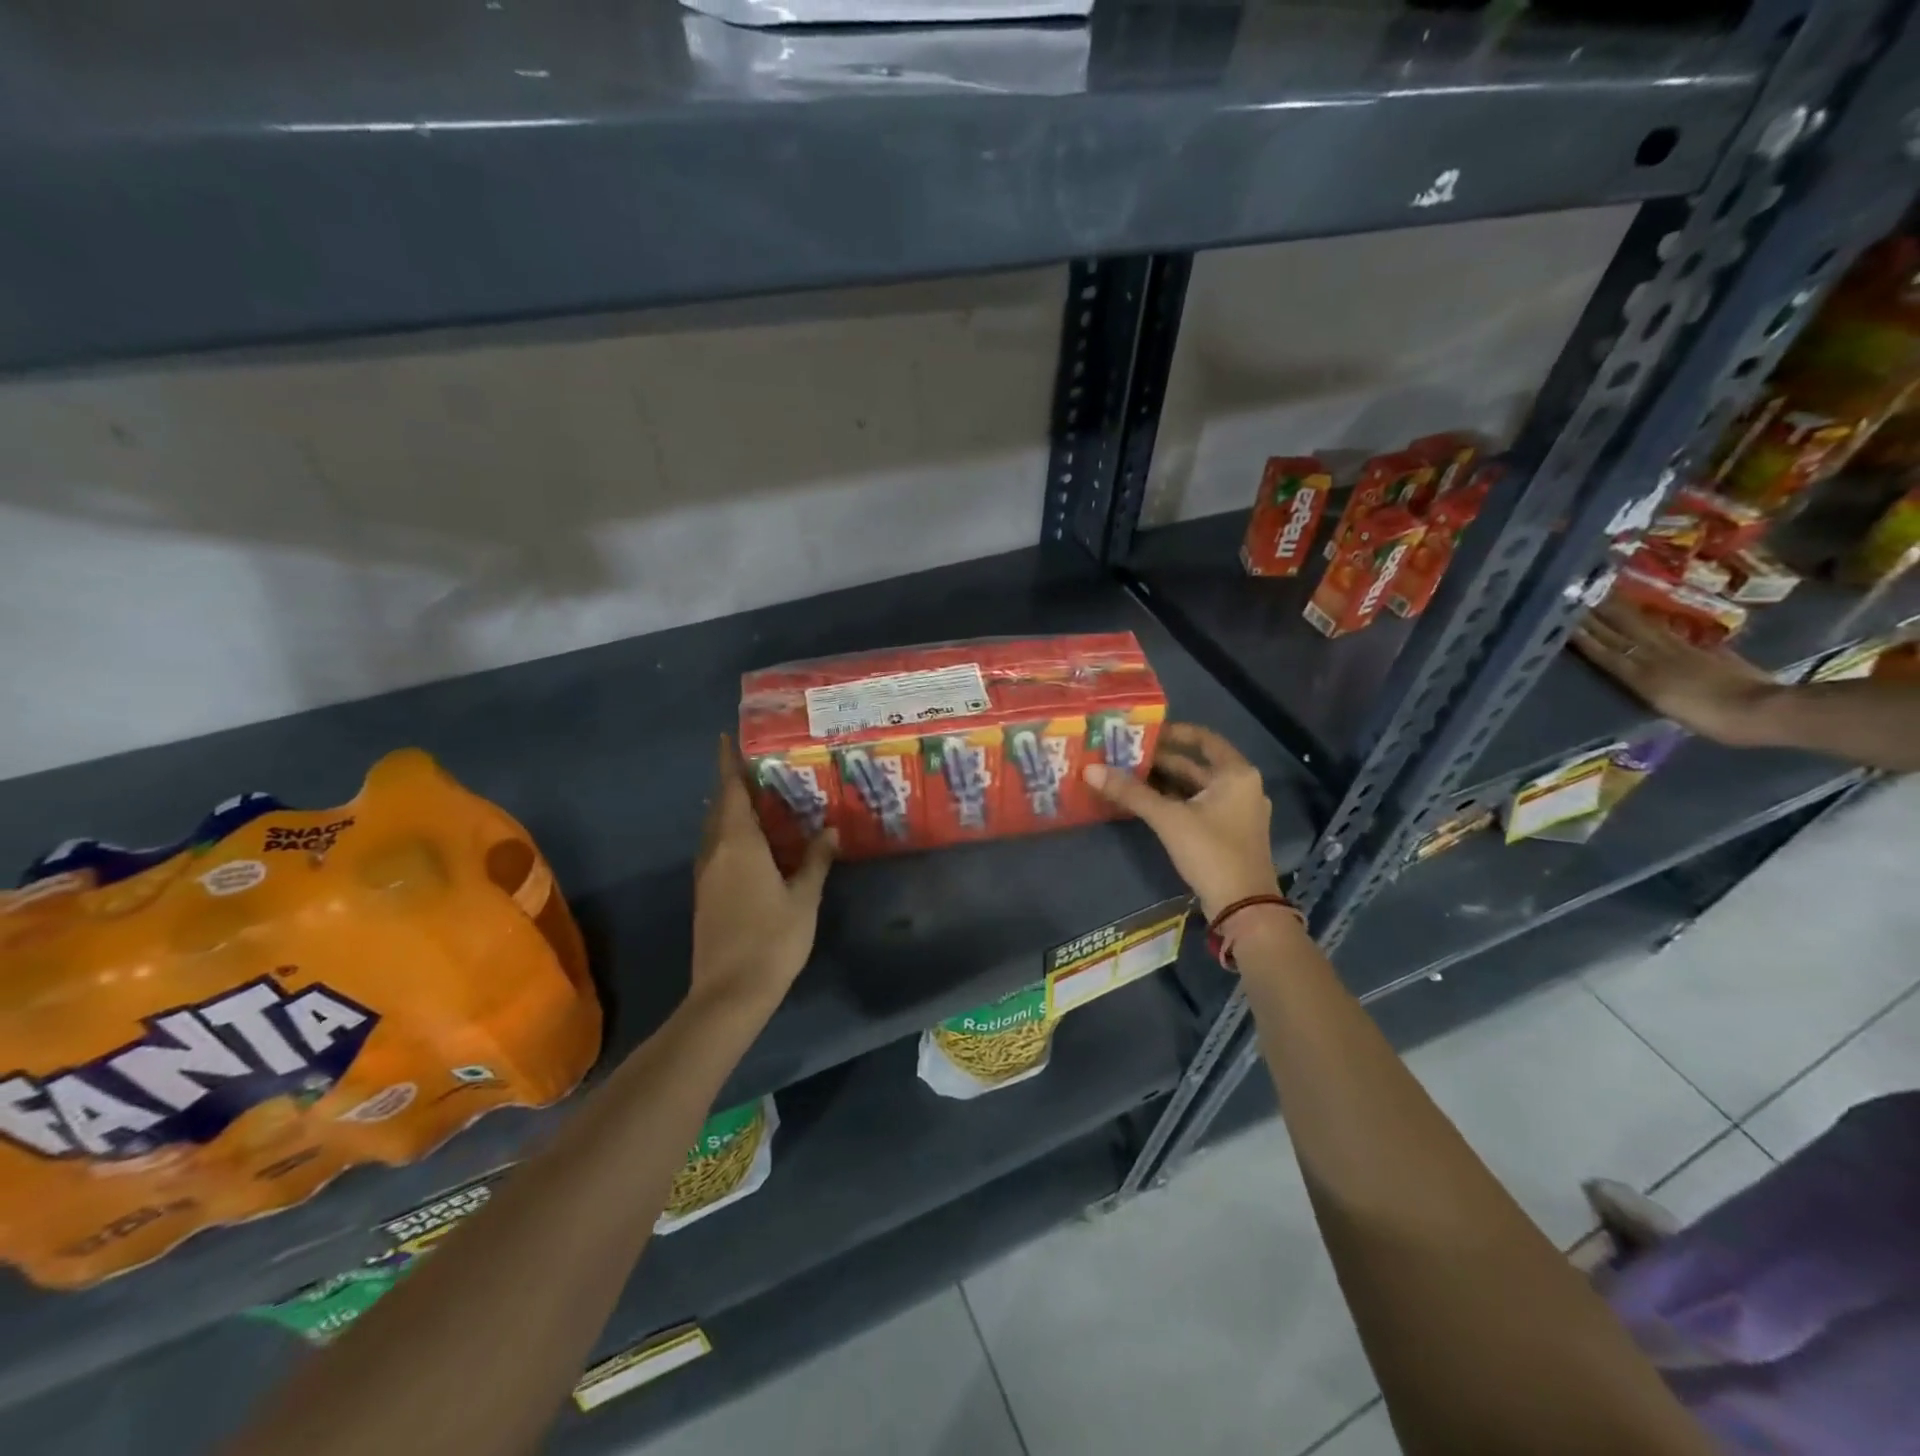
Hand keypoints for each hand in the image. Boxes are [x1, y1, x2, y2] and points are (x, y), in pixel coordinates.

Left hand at [690, 736, 835, 1013]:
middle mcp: (716, 852)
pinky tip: (753, 844)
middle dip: (732, 784)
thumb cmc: (772, 939)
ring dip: (730, 811)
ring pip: (715, 830)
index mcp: (738, 844)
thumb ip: (816, 860)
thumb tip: (830, 830)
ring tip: (759, 801)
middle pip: (719, 808)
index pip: (730, 791)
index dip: (728, 763)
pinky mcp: (705, 896)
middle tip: (758, 768)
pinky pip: (716, 850)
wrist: (730, 992)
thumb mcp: (804, 897)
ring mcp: (706, 875)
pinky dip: (730, 835)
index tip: (727, 738)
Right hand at [1083, 723, 1279, 919]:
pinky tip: (1144, 802)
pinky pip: (1197, 806)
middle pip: (1196, 764)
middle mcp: (1241, 786)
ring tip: (1126, 775)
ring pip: (1194, 787)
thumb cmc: (1211, 852)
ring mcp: (1236, 811)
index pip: (1204, 739)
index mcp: (1236, 773)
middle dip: (1160, 760)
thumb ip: (1131, 792)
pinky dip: (1172, 801)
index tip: (1143, 732)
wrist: (1244, 907)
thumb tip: (1090, 770)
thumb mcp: (1169, 819)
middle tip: (1123, 755)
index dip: (1174, 732)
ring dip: (1163, 782)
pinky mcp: (1227, 832)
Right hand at [1571, 601, 1780, 745]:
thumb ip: (1646, 684)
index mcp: (1645, 676)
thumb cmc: (1714, 720)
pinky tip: (1643, 617)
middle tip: (1578, 598)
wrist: (1765, 710)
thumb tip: (1628, 668)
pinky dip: (1650, 623)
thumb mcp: (1669, 708)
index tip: (1566, 619)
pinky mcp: (1702, 650)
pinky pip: (1666, 632)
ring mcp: (1682, 651)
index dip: (1586, 637)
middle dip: (1598, 617)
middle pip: (1622, 634)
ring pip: (1642, 629)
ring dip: (1620, 614)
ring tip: (1603, 599)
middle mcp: (1658, 658)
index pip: (1607, 652)